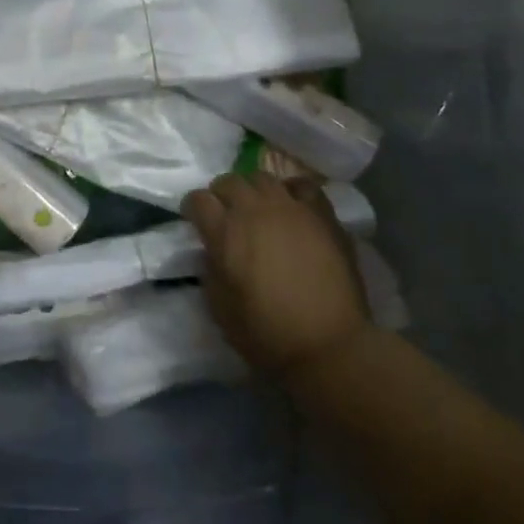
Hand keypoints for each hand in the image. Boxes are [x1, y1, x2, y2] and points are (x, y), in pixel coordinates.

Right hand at [184, 174, 369, 379]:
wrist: (330, 345)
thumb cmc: (268, 334)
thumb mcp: (220, 309)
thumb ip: (210, 271)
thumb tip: (212, 252)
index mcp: (224, 232)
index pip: (198, 199)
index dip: (193, 207)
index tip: (194, 219)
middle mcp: (254, 211)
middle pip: (229, 181)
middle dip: (221, 193)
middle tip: (224, 212)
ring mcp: (291, 208)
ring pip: (263, 178)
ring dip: (253, 190)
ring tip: (258, 207)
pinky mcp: (322, 215)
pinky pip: (303, 186)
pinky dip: (291, 190)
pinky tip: (292, 206)